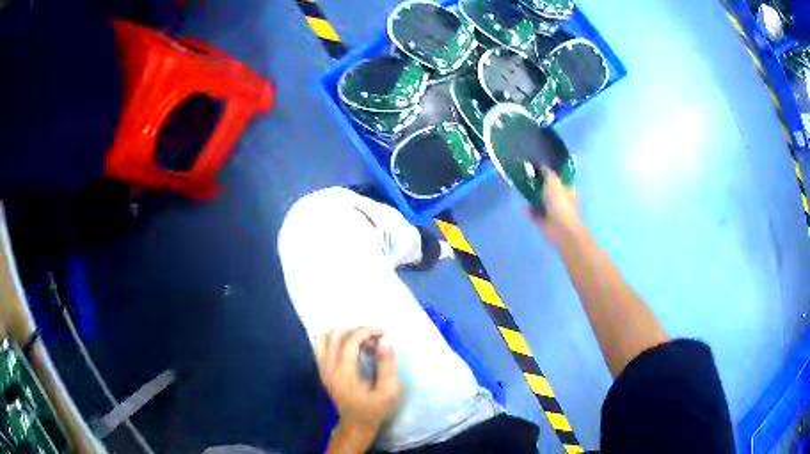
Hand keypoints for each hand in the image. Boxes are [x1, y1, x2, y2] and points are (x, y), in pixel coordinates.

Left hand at [315, 328, 401, 438]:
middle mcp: (328, 367)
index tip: (384, 333)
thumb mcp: (388, 390)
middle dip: (357, 330)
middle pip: (336, 335)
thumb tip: (385, 339)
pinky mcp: (322, 370)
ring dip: (343, 333)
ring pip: (324, 338)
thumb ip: (386, 364)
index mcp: (344, 372)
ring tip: (361, 340)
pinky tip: (349, 345)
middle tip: (375, 337)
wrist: (356, 424)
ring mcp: (322, 368)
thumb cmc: (375, 409)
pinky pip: (321, 346)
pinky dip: (334, 339)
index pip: (350, 340)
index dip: (368, 331)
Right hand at [526, 166, 582, 243]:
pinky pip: (534, 214)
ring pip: (541, 201)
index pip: (558, 178)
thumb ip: (547, 173)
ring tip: (521, 189)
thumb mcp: (554, 182)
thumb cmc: (560, 203)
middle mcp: (561, 199)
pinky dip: (529, 210)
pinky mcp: (544, 222)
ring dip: (532, 197)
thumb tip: (542, 165)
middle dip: (539, 184)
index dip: (549, 172)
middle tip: (526, 177)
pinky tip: (522, 205)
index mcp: (567, 189)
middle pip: (548, 189)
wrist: (561, 229)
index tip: (537, 166)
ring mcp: (552, 212)